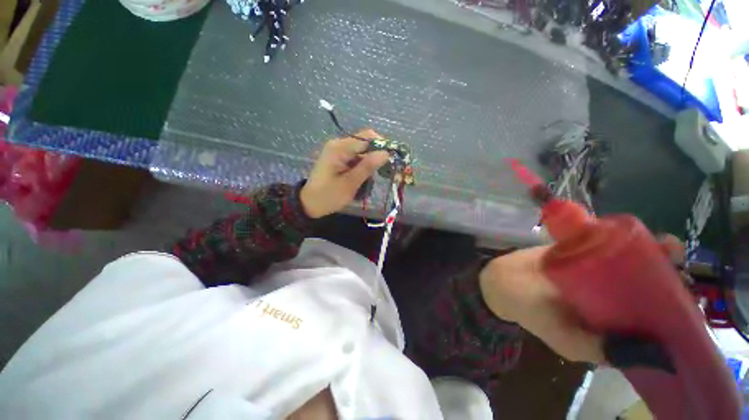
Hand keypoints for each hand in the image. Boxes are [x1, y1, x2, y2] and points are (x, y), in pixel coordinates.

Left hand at [300, 130, 389, 218]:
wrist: (310, 204)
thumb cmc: (329, 196)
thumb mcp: (350, 183)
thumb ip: (367, 167)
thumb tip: (386, 153)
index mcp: (339, 148)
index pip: (367, 138)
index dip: (382, 145)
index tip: (392, 160)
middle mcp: (339, 144)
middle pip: (365, 142)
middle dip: (377, 155)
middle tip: (384, 172)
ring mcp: (338, 151)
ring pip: (362, 151)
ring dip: (370, 163)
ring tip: (372, 179)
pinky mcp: (339, 158)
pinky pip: (356, 157)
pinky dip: (363, 166)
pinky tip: (364, 178)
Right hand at [478, 235, 685, 363]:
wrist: (500, 280)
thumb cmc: (531, 311)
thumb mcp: (567, 341)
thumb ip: (602, 350)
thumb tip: (658, 355)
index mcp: (611, 320)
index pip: (653, 317)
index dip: (676, 307)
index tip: (690, 297)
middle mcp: (608, 295)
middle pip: (647, 284)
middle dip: (669, 274)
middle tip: (678, 264)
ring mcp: (593, 269)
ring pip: (630, 261)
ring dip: (653, 253)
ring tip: (667, 245)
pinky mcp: (577, 250)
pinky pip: (606, 243)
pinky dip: (625, 237)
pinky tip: (638, 233)